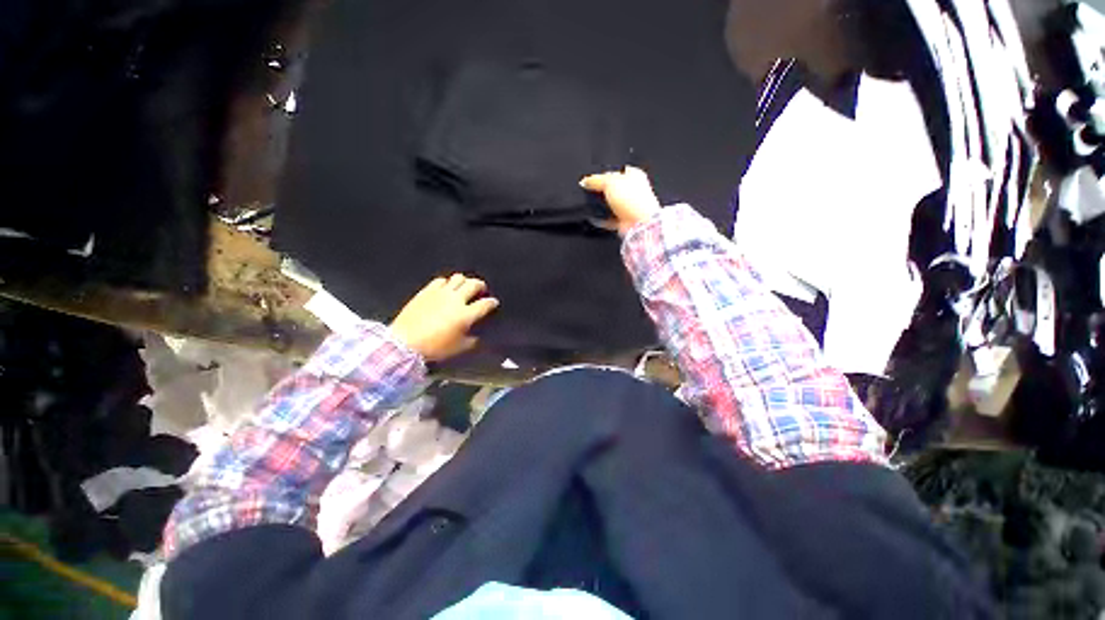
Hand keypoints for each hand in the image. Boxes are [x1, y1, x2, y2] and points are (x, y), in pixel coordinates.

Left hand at [389, 274, 499, 361]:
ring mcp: (440, 293)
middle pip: (473, 284)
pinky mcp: (426, 291)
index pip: (485, 304)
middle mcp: (456, 300)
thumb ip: (472, 341)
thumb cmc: (434, 348)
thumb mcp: (459, 348)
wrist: (405, 343)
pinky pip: (440, 280)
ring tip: (464, 287)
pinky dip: (446, 282)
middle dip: (480, 286)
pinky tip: (445, 288)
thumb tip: (477, 337)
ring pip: (458, 278)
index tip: (493, 302)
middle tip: (481, 290)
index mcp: (466, 314)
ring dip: (464, 281)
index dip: (492, 302)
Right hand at [580, 166, 661, 234]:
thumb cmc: (631, 198)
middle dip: (602, 191)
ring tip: (590, 205)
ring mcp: (629, 207)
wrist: (640, 223)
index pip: (617, 171)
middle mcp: (634, 190)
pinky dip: (602, 219)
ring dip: (602, 206)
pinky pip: (610, 219)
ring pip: (612, 204)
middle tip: (590, 191)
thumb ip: (596, 180)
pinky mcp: (625, 221)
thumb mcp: (609, 182)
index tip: (592, 179)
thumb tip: (585, 181)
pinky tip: (594, 218)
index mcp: (634, 175)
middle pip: (614, 188)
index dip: (604, 174)